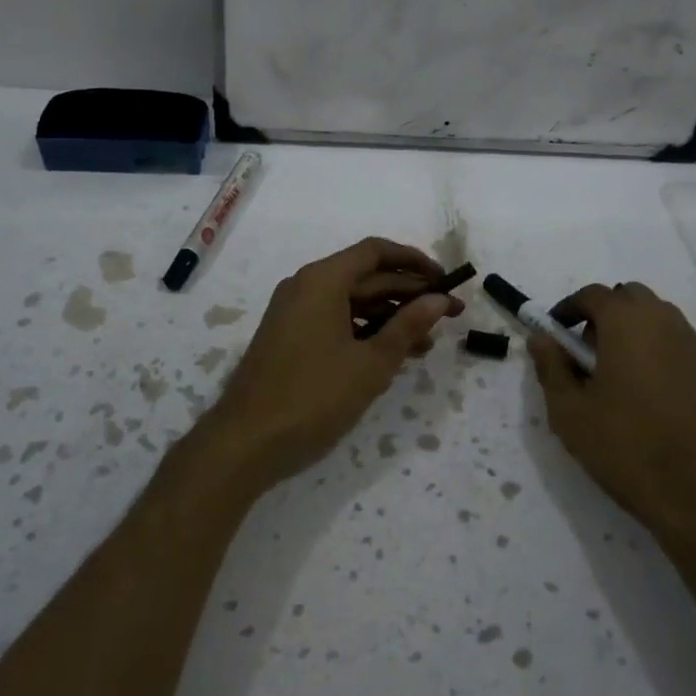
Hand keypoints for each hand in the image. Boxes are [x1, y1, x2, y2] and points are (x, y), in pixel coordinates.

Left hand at [199, 238, 462, 491]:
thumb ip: (408, 327)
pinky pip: (336, 321)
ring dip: (390, 317)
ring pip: (352, 302)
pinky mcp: (290, 338)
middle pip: (366, 276)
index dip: (415, 262)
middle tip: (450, 314)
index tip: (446, 281)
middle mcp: (305, 286)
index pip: (376, 252)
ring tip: (428, 343)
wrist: (245, 442)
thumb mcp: (371, 363)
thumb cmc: (313, 396)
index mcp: (322, 280)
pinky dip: (365, 332)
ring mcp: (294, 312)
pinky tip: (392, 356)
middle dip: (409, 293)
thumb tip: (439, 300)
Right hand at [529, 282, 695, 541]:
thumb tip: (541, 339)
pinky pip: (674, 341)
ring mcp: (692, 345)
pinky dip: (653, 348)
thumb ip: (551, 367)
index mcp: (626, 322)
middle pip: (628, 297)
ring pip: (655, 317)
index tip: (554, 334)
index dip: (568, 309)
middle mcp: (663, 321)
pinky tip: (642, 391)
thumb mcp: (570, 412)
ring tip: (612, 373)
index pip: (592, 295)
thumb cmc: (626, 446)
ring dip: (630, 329)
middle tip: (584, 352)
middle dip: (602, 314)